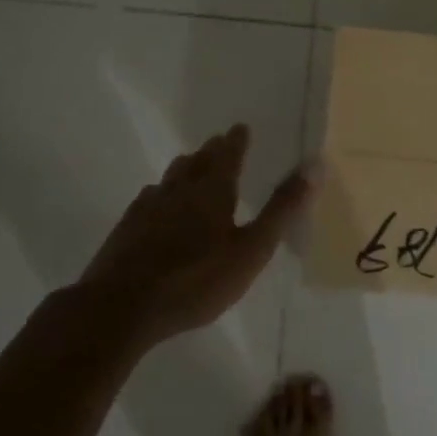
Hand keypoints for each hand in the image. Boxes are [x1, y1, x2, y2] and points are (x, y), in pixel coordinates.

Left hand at [66, 124, 311, 349]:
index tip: (241, 128)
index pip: (228, 155)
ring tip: (191, 166)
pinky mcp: (127, 229)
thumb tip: (314, 164)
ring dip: (185, 168)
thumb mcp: (251, 249)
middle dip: (211, 151)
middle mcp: (178, 190)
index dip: (237, 141)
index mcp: (212, 191)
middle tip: (220, 143)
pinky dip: (160, 193)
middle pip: (197, 162)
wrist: (121, 307)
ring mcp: (148, 208)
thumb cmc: (196, 279)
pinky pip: (148, 199)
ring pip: (170, 178)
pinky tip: (156, 203)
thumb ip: (282, 209)